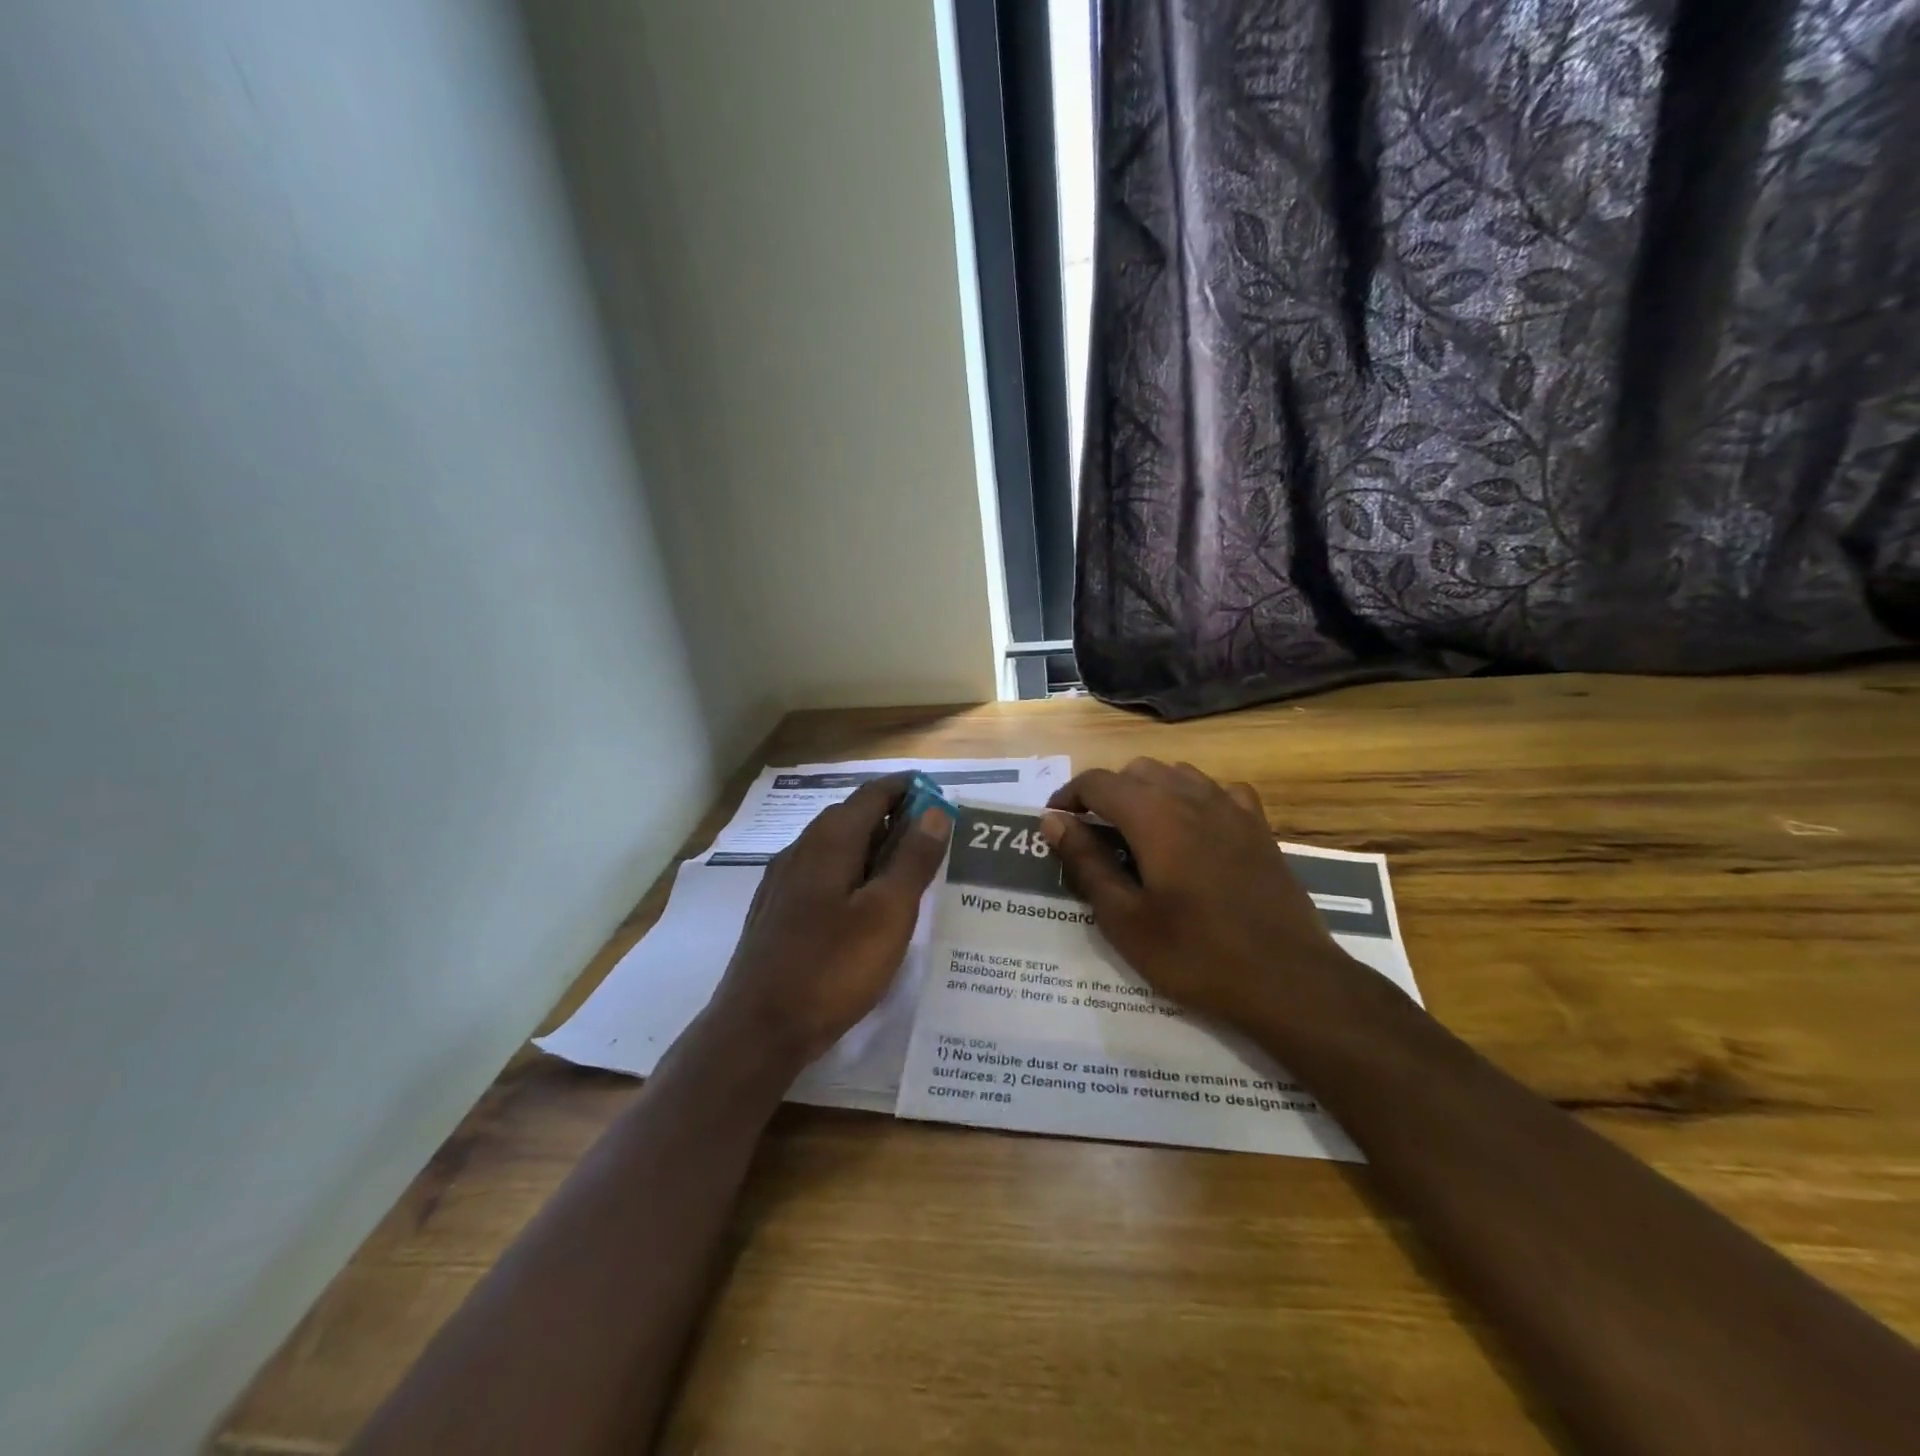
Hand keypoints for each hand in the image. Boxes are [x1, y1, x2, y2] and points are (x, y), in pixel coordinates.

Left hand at [707, 774, 952, 1068]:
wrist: (757, 1029)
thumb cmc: (832, 968)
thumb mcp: (888, 913)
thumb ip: (913, 858)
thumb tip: (936, 811)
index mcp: (830, 839)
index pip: (875, 793)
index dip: (910, 789)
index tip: (944, 799)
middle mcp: (802, 848)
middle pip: (854, 816)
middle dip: (896, 818)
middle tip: (936, 841)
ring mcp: (783, 879)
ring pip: (837, 847)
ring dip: (874, 848)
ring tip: (909, 873)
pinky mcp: (777, 910)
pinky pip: (823, 874)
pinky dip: (853, 874)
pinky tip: (867, 907)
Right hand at [1038, 759, 1369, 1038]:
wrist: (1288, 980)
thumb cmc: (1195, 954)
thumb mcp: (1124, 918)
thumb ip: (1086, 862)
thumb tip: (1053, 821)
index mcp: (1153, 815)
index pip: (1097, 782)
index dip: (1069, 796)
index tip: (1055, 823)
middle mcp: (1191, 796)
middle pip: (1136, 771)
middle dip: (1107, 793)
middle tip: (1094, 836)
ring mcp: (1231, 808)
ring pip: (1177, 774)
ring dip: (1148, 791)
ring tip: (1139, 832)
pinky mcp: (1259, 826)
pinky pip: (1217, 791)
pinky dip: (1193, 799)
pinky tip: (1193, 830)